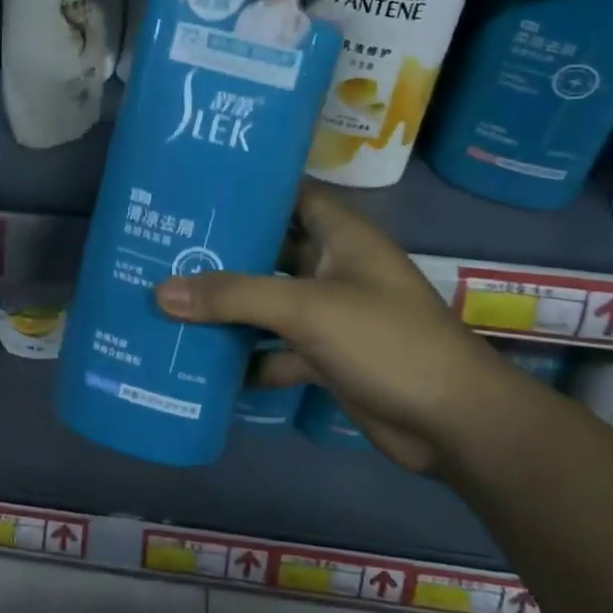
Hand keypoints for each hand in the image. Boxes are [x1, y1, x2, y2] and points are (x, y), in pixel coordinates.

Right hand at [153, 184, 545, 472]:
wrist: (452, 423)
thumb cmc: (387, 342)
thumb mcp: (307, 308)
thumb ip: (234, 297)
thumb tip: (160, 292)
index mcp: (342, 236)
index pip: (291, 195)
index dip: (250, 189)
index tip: (195, 189)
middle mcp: (334, 268)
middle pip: (271, 251)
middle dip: (224, 252)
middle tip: (165, 247)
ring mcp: (331, 316)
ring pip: (269, 303)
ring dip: (229, 307)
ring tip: (168, 299)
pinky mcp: (326, 358)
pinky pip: (276, 348)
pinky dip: (246, 356)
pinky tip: (202, 362)